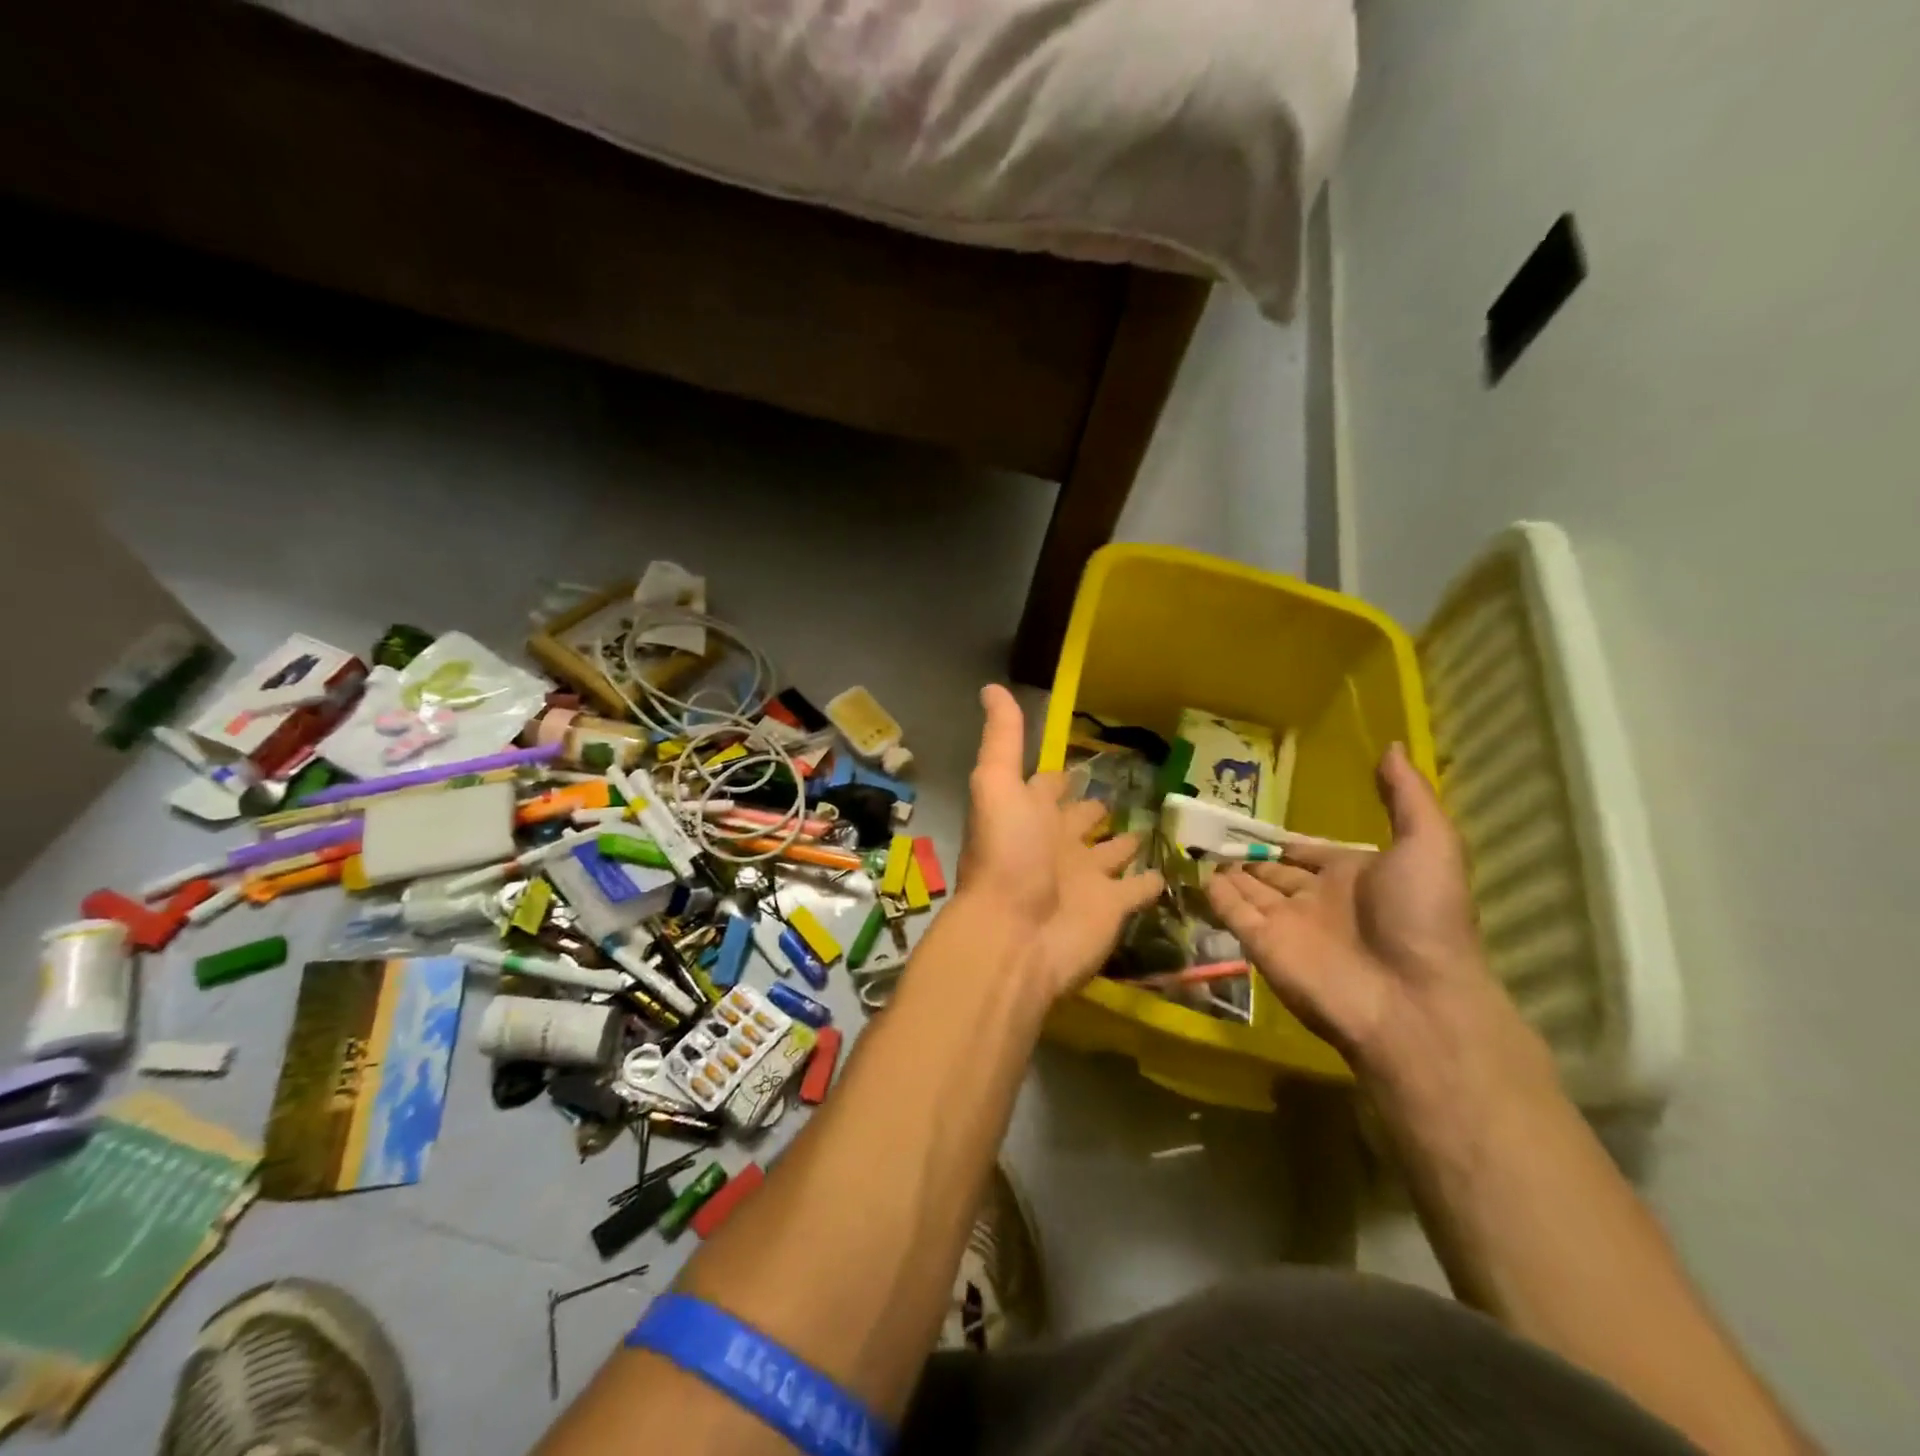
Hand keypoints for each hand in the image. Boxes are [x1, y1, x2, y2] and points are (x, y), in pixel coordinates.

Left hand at [957, 685, 1163, 999]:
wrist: (1016, 934)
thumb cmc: (1007, 854)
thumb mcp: (997, 784)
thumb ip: (1003, 739)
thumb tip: (992, 686)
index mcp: (1030, 813)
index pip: (1046, 786)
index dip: (1059, 776)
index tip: (1081, 759)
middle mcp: (1058, 842)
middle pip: (1080, 819)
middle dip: (1094, 806)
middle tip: (1124, 788)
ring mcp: (1087, 876)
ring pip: (1111, 852)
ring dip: (1125, 840)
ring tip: (1150, 822)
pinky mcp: (1113, 906)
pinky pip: (1138, 889)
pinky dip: (1151, 881)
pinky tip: (1168, 869)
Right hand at [1206, 743, 1512, 1077]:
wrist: (1411, 1000)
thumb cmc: (1422, 917)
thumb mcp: (1429, 844)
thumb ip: (1405, 796)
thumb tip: (1389, 745)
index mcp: (1355, 877)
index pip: (1312, 854)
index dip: (1290, 841)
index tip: (1261, 824)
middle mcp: (1317, 899)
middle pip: (1276, 872)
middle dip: (1252, 855)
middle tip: (1216, 832)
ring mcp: (1286, 923)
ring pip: (1249, 890)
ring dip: (1229, 872)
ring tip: (1197, 846)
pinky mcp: (1260, 944)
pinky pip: (1231, 911)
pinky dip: (1214, 894)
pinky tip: (1196, 872)